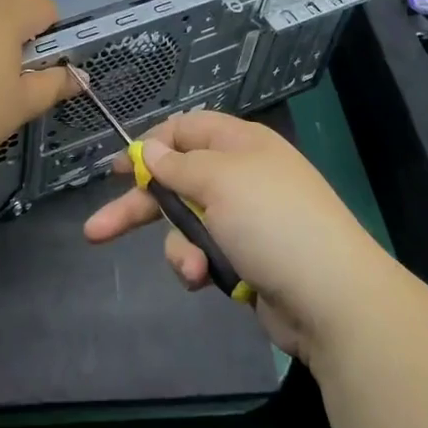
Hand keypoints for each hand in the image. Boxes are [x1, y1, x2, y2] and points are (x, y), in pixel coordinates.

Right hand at [83, 111, 391, 365]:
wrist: (332, 298)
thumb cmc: (271, 222)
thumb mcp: (220, 181)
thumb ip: (178, 166)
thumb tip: (151, 147)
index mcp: (240, 144)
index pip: (186, 129)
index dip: (150, 145)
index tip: (117, 169)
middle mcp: (240, 176)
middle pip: (177, 180)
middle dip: (140, 206)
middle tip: (96, 229)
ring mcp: (244, 219)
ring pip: (186, 224)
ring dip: (177, 245)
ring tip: (190, 268)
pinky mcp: (245, 259)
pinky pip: (203, 253)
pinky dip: (198, 265)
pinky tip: (202, 280)